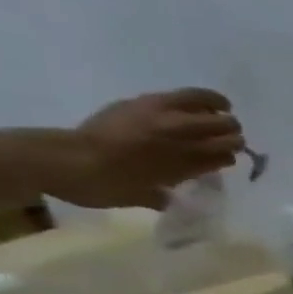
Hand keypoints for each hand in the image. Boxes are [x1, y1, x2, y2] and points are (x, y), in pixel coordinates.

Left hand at [50, 88, 244, 208]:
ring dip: (221, 116)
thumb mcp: (144, 196)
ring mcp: (165, 118)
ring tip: (218, 116)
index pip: (226, 156)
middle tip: (223, 139)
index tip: (222, 160)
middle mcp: (184, 140)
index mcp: (188, 164)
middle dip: (230, 136)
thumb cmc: (104, 185)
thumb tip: (172, 193)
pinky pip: (188, 96)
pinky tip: (207, 103)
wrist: (62, 159)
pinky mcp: (148, 102)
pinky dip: (205, 99)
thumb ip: (165, 193)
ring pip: (213, 112)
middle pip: (227, 132)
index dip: (227, 157)